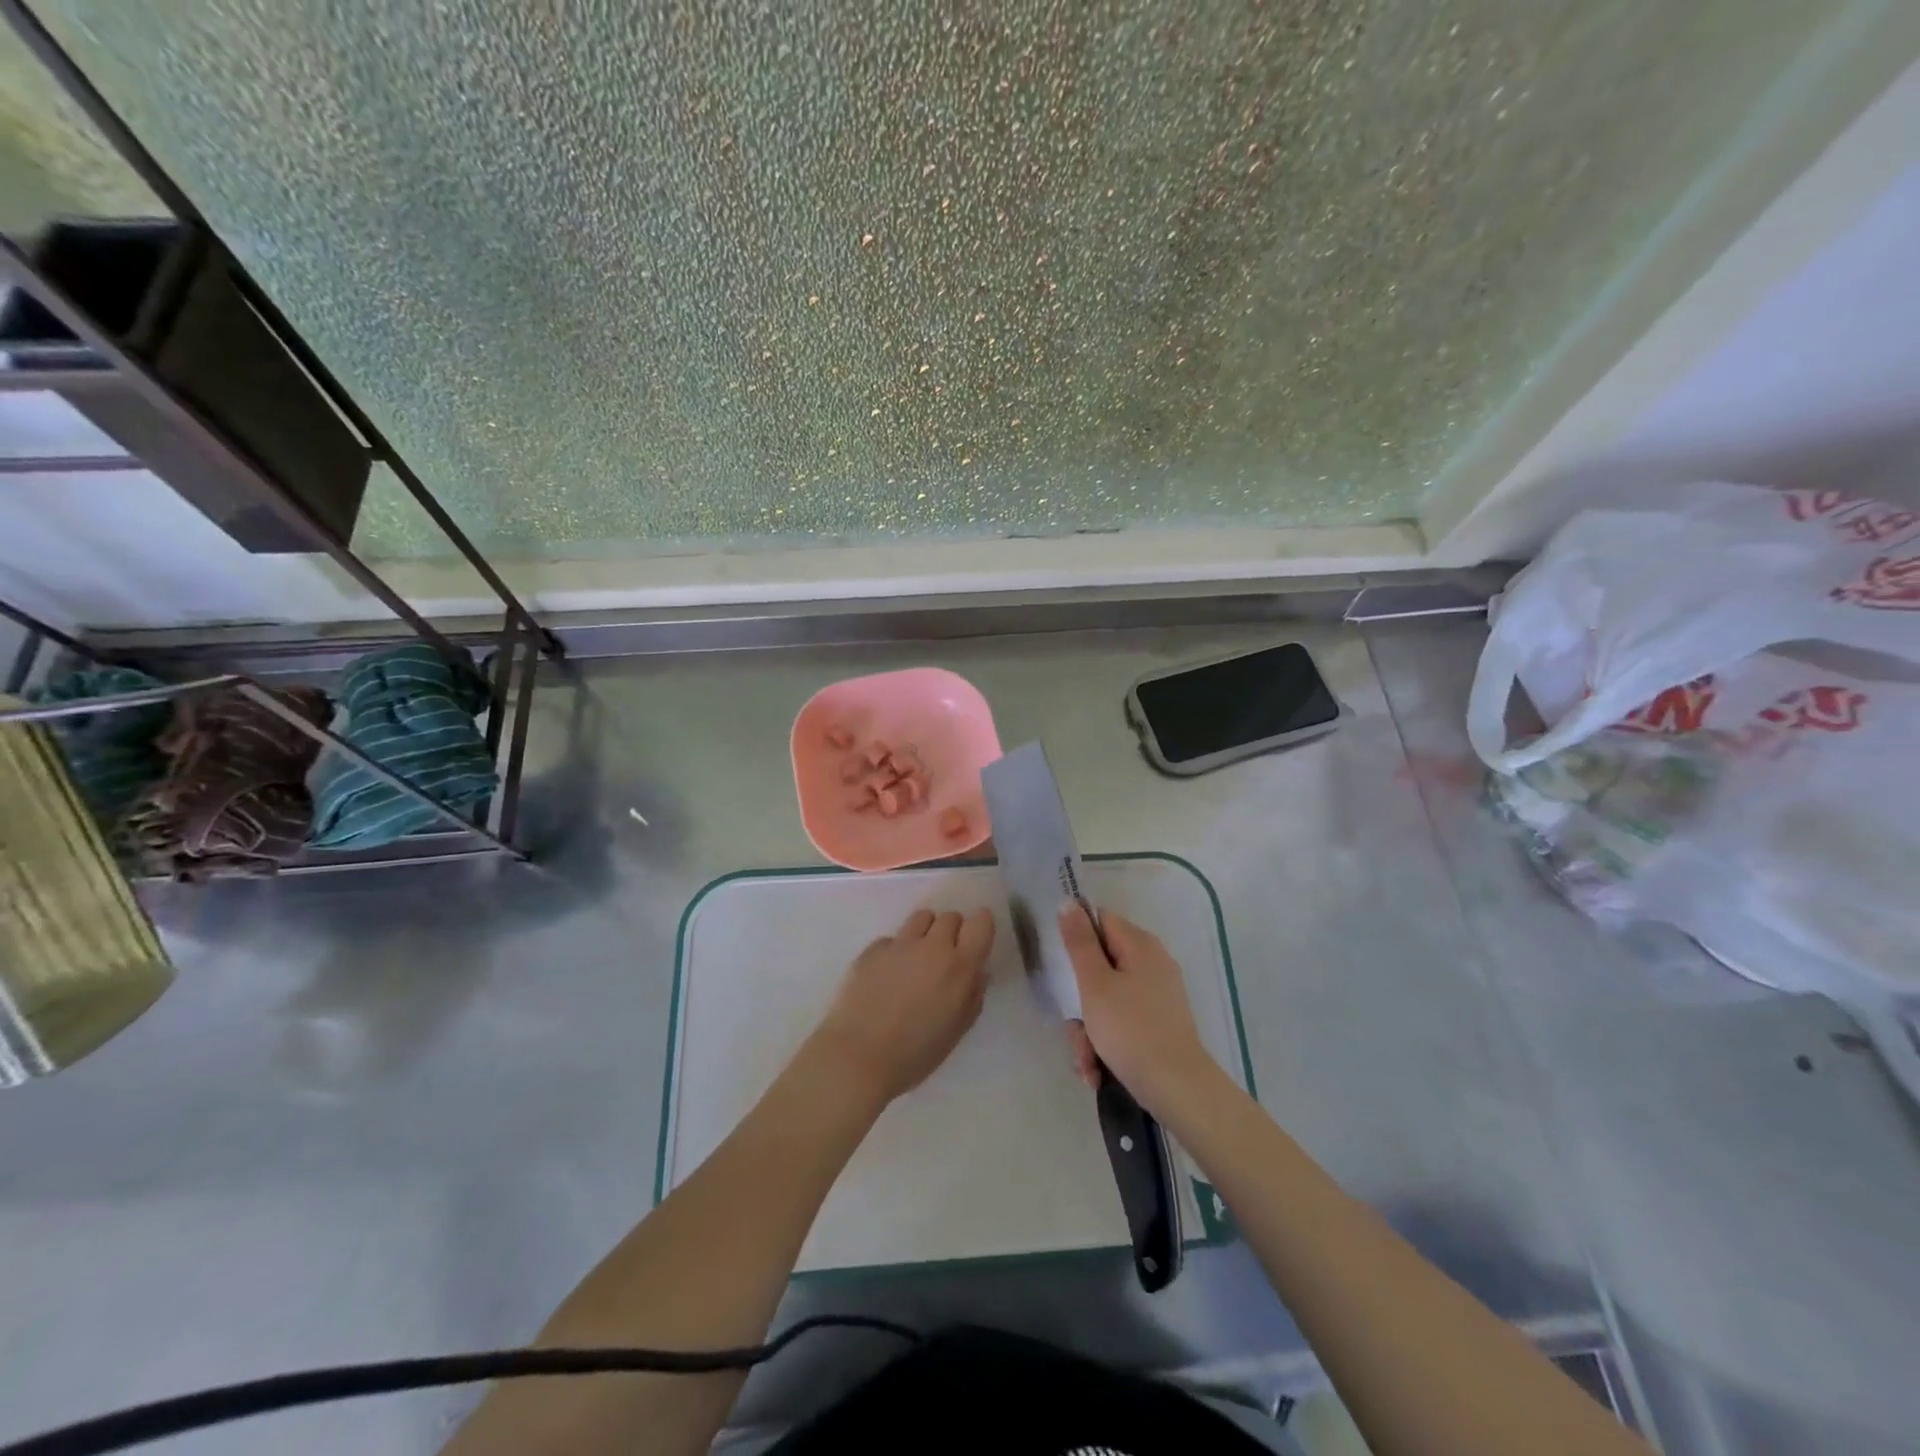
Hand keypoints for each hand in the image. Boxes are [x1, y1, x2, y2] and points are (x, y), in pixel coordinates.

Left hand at [810, 907, 994, 1104]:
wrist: (858, 1057)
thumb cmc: (915, 1054)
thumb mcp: (957, 1031)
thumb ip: (973, 996)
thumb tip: (977, 972)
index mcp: (959, 967)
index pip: (981, 922)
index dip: (981, 926)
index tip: (975, 940)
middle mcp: (932, 946)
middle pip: (951, 917)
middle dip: (952, 932)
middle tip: (944, 958)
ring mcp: (900, 944)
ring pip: (922, 917)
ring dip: (926, 932)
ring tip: (917, 958)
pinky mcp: (872, 949)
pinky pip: (893, 938)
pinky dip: (896, 950)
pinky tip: (887, 976)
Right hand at [1059, 903, 1217, 1115]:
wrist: (1178, 1090)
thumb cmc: (1131, 1031)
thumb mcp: (1095, 984)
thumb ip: (1079, 942)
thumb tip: (1069, 902)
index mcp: (1140, 945)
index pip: (1099, 921)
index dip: (1076, 939)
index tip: (1061, 968)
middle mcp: (1151, 963)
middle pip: (1099, 966)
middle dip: (1079, 1001)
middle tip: (1073, 1027)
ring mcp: (1157, 994)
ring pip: (1106, 999)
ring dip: (1089, 1031)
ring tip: (1087, 1063)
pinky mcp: (1158, 1022)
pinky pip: (1122, 1021)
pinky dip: (1106, 1043)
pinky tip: (1098, 1071)